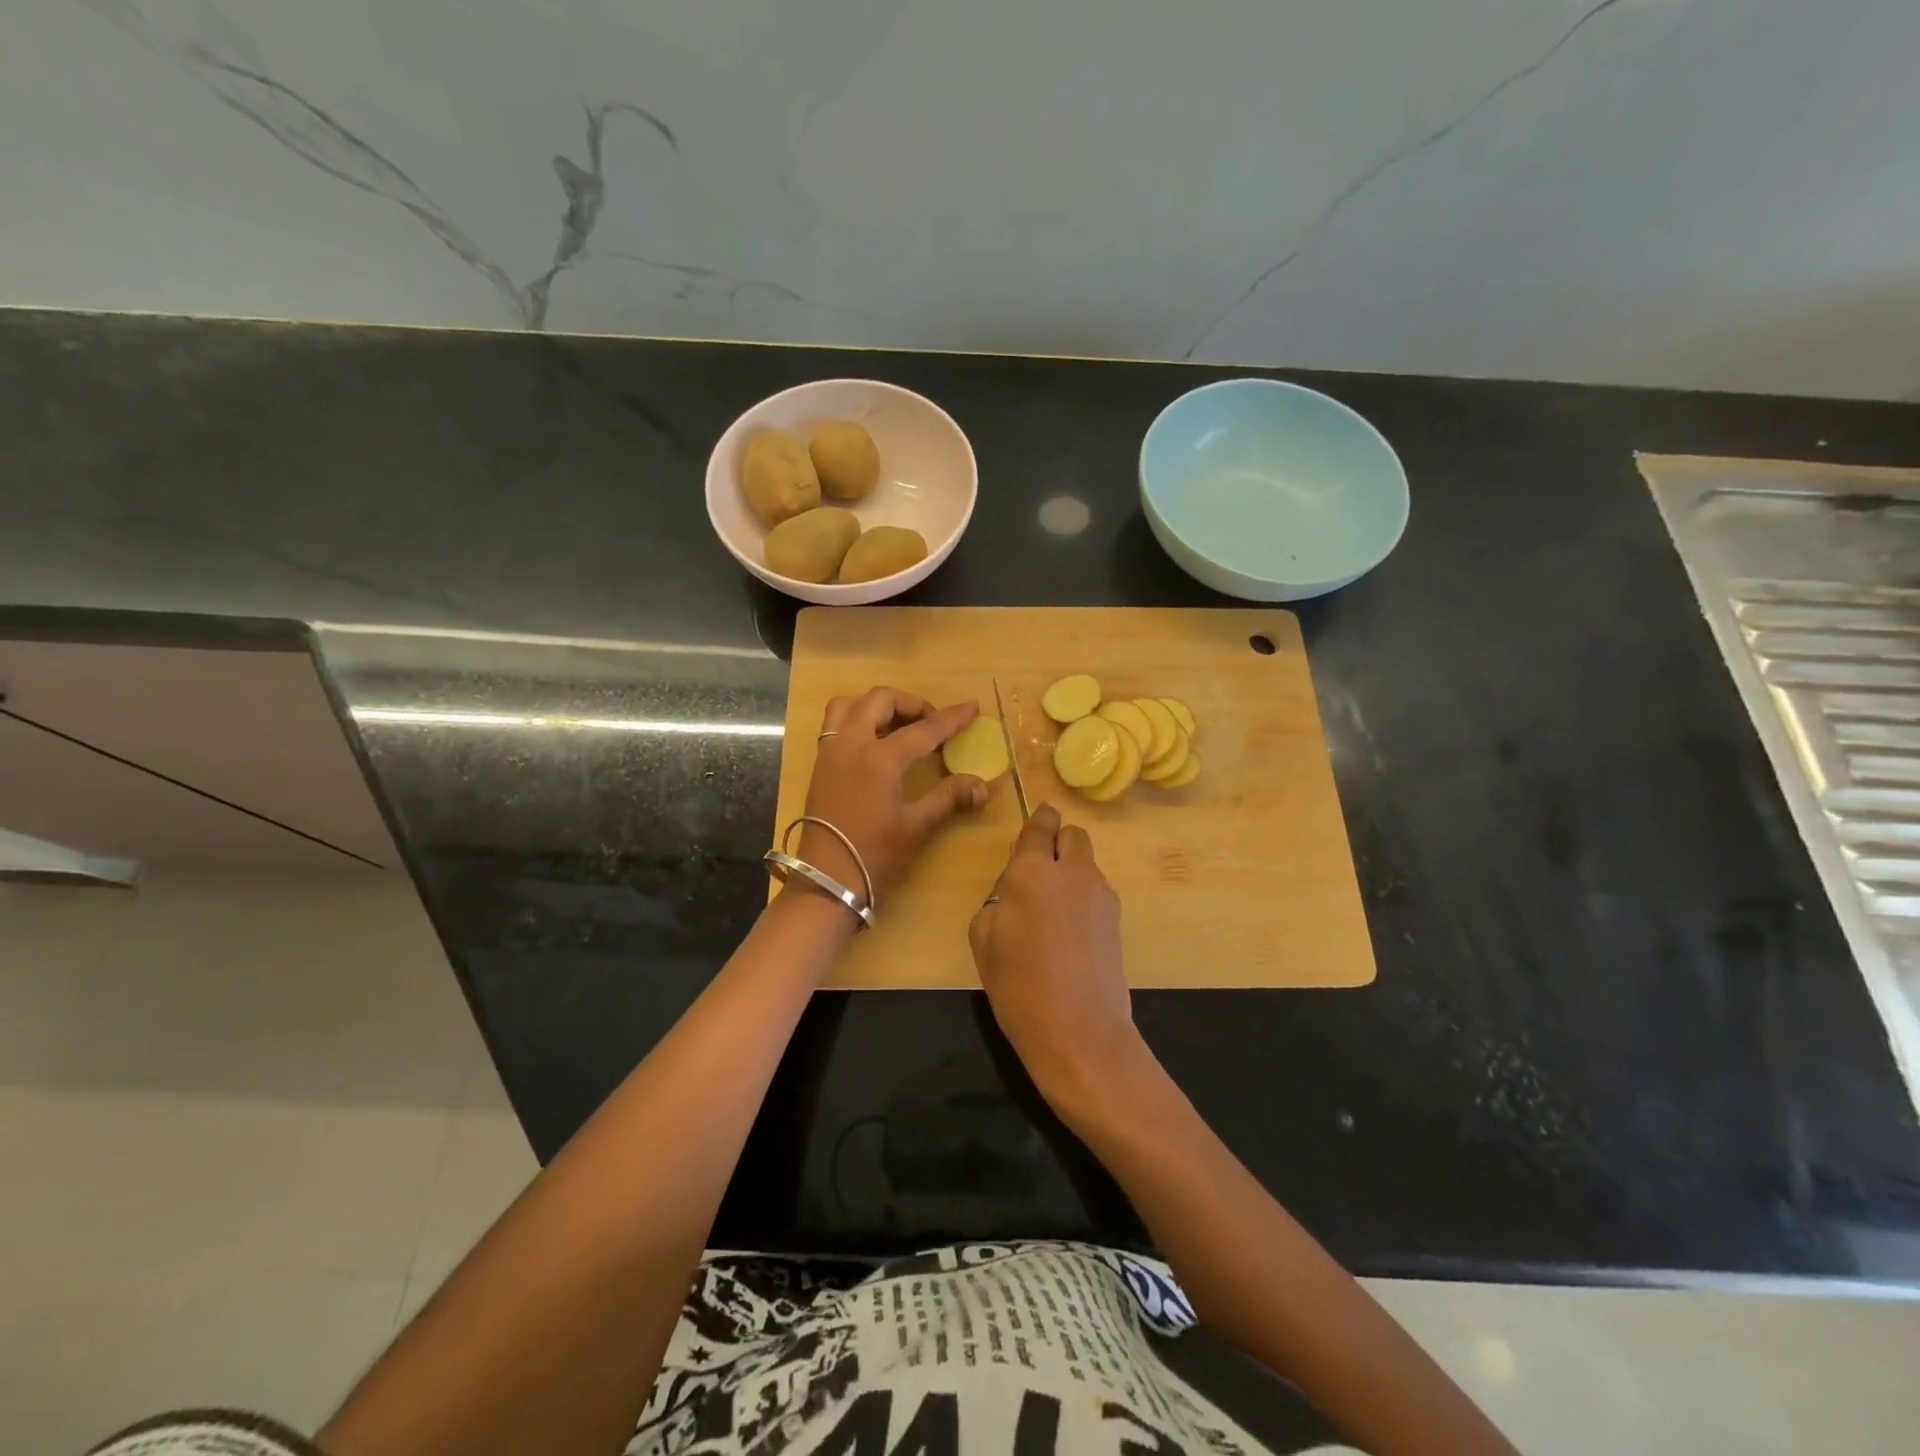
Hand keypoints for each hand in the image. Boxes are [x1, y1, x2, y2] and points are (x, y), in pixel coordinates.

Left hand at [794, 687, 987, 913]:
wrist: (826, 882)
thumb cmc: (874, 857)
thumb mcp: (916, 827)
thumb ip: (949, 797)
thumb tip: (982, 785)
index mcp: (879, 759)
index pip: (923, 729)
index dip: (951, 718)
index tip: (972, 708)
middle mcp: (851, 745)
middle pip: (880, 701)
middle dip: (911, 704)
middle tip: (932, 722)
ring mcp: (830, 752)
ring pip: (850, 704)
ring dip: (877, 705)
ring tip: (899, 724)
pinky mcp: (819, 765)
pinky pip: (835, 723)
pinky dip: (857, 718)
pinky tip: (875, 742)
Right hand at [968, 803, 1139, 1106]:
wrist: (1078, 1029)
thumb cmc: (1017, 984)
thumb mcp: (983, 937)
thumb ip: (997, 897)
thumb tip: (1015, 886)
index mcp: (1032, 870)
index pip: (1040, 826)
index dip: (1039, 820)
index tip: (1037, 821)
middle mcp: (1071, 871)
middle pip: (1072, 835)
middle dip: (1058, 841)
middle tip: (1039, 869)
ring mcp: (1101, 894)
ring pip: (1087, 863)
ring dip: (1071, 871)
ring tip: (1053, 910)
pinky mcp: (1117, 918)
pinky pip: (1096, 892)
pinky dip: (1083, 897)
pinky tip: (1070, 933)